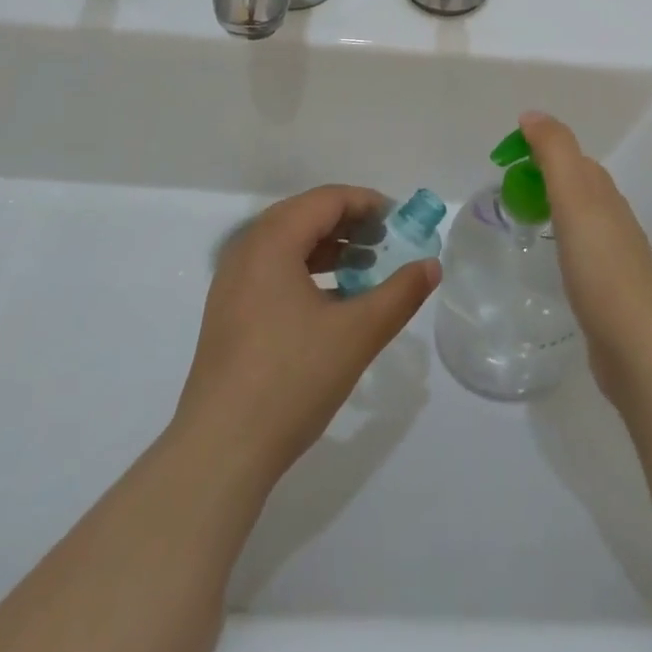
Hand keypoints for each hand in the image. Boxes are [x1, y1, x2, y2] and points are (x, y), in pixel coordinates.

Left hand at [173, 185, 439, 483]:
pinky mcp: (228, 313)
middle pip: (304, 215)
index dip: (367, 203)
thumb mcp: (357, 334)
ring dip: (329, 247)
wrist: (220, 451)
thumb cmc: (291, 380)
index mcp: (272, 242)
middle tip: (386, 241)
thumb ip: (400, 294)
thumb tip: (431, 266)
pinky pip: (272, 270)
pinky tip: (332, 301)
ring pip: (287, 244)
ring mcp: (232, 284)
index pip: (326, 200)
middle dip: (349, 223)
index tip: (400, 221)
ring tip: (365, 268)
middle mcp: (246, 251)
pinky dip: (307, 270)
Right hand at [519, 112, 651, 402]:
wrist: (637, 346)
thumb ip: (555, 152)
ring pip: (580, 218)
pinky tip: (549, 261)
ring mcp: (615, 257)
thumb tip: (532, 114)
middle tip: (505, 189)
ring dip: (553, 209)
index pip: (571, 157)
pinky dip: (562, 242)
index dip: (538, 149)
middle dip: (544, 177)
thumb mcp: (574, 198)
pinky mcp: (609, 290)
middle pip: (578, 185)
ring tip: (522, 220)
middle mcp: (614, 218)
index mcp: (604, 194)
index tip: (502, 159)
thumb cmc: (600, 267)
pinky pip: (581, 251)